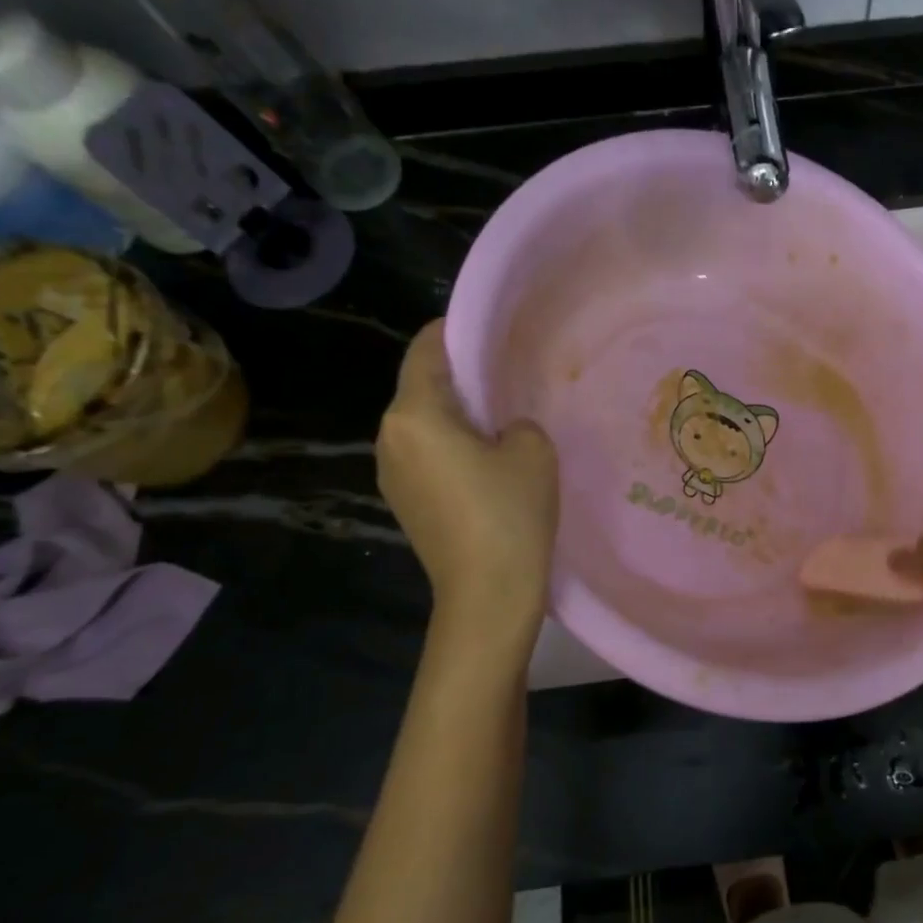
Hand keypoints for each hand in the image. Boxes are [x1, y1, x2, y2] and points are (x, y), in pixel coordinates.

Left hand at [376, 321, 558, 605]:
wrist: (488, 594)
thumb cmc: (510, 513)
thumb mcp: (533, 449)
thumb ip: (516, 421)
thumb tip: (501, 430)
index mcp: (414, 415)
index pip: (426, 350)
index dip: (455, 331)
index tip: (490, 328)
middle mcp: (390, 437)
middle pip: (421, 386)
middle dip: (460, 375)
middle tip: (506, 373)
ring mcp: (391, 473)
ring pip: (423, 422)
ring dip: (456, 413)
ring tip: (502, 418)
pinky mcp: (404, 501)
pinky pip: (425, 453)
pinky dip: (451, 444)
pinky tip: (488, 460)